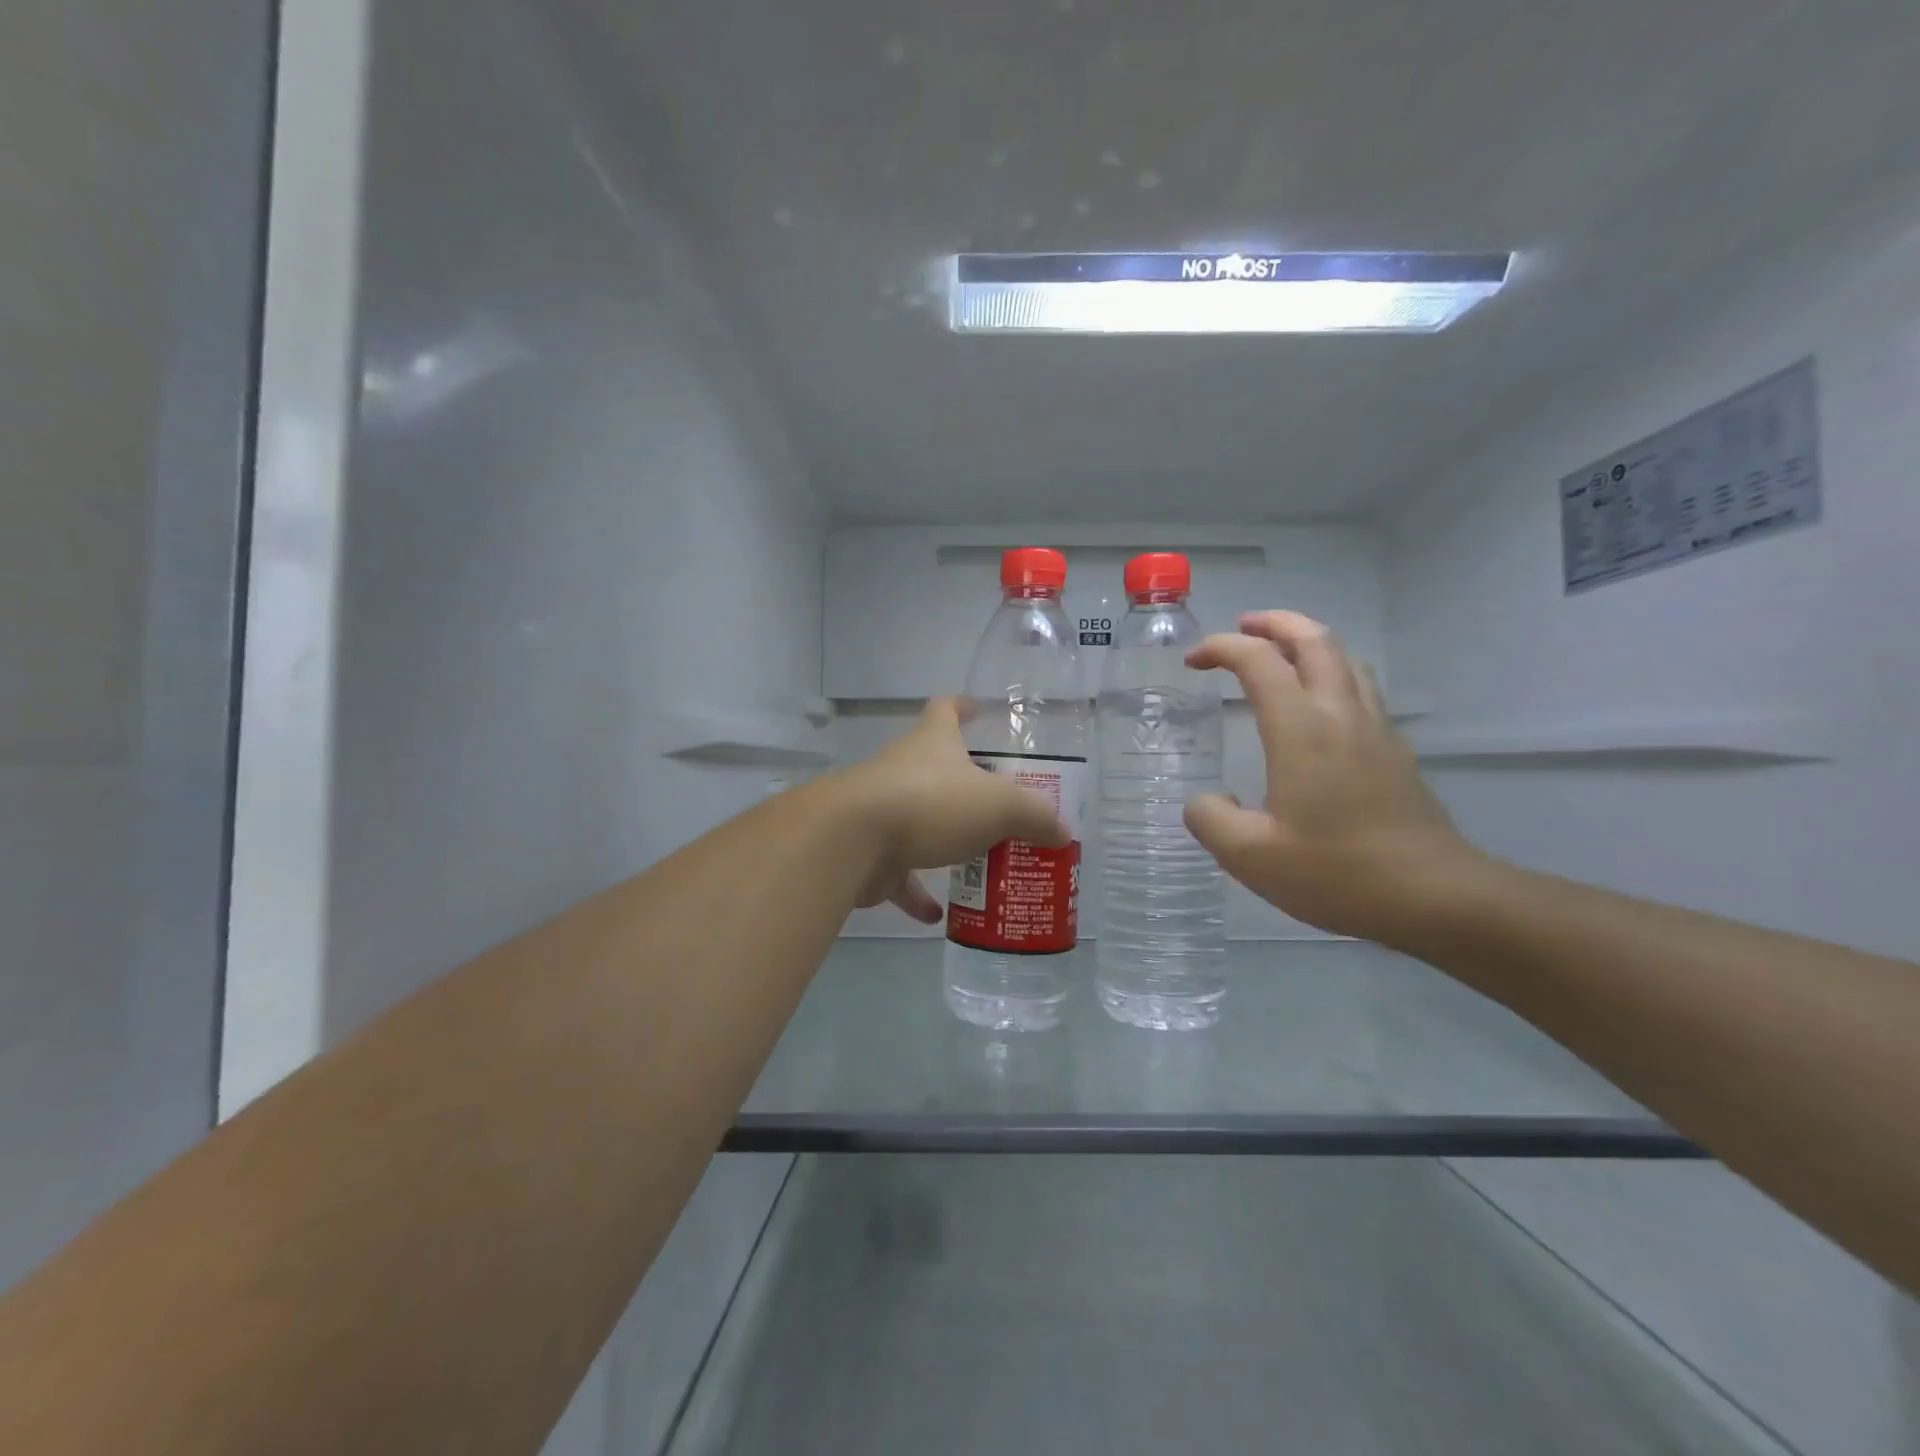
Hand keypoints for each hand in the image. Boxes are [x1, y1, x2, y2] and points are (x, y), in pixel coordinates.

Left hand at [836, 698, 1070, 924]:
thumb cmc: (931, 803)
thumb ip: (1034, 816)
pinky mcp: (869, 852)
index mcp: (933, 744)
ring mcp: (882, 811)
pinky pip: (900, 874)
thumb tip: (1062, 830)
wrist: (852, 840)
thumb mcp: (999, 805)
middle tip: (999, 807)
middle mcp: (904, 770)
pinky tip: (941, 916)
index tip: (976, 709)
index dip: (962, 707)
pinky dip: (918, 894)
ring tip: (978, 865)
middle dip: (965, 787)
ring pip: (919, 823)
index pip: (945, 711)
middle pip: (936, 770)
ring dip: (944, 842)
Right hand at [1183, 611, 1483, 941]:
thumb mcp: (1249, 856)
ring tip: (1278, 655)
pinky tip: (1316, 706)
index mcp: (1301, 729)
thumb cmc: (1336, 872)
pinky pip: (1359, 688)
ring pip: (1344, 659)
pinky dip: (1329, 674)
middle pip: (1313, 640)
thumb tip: (1206, 800)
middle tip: (1242, 628)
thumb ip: (1210, 819)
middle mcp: (1340, 714)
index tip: (1193, 661)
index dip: (1221, 648)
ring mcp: (1375, 729)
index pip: (1258, 661)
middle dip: (1274, 623)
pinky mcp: (1395, 750)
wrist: (1434, 896)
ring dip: (1306, 643)